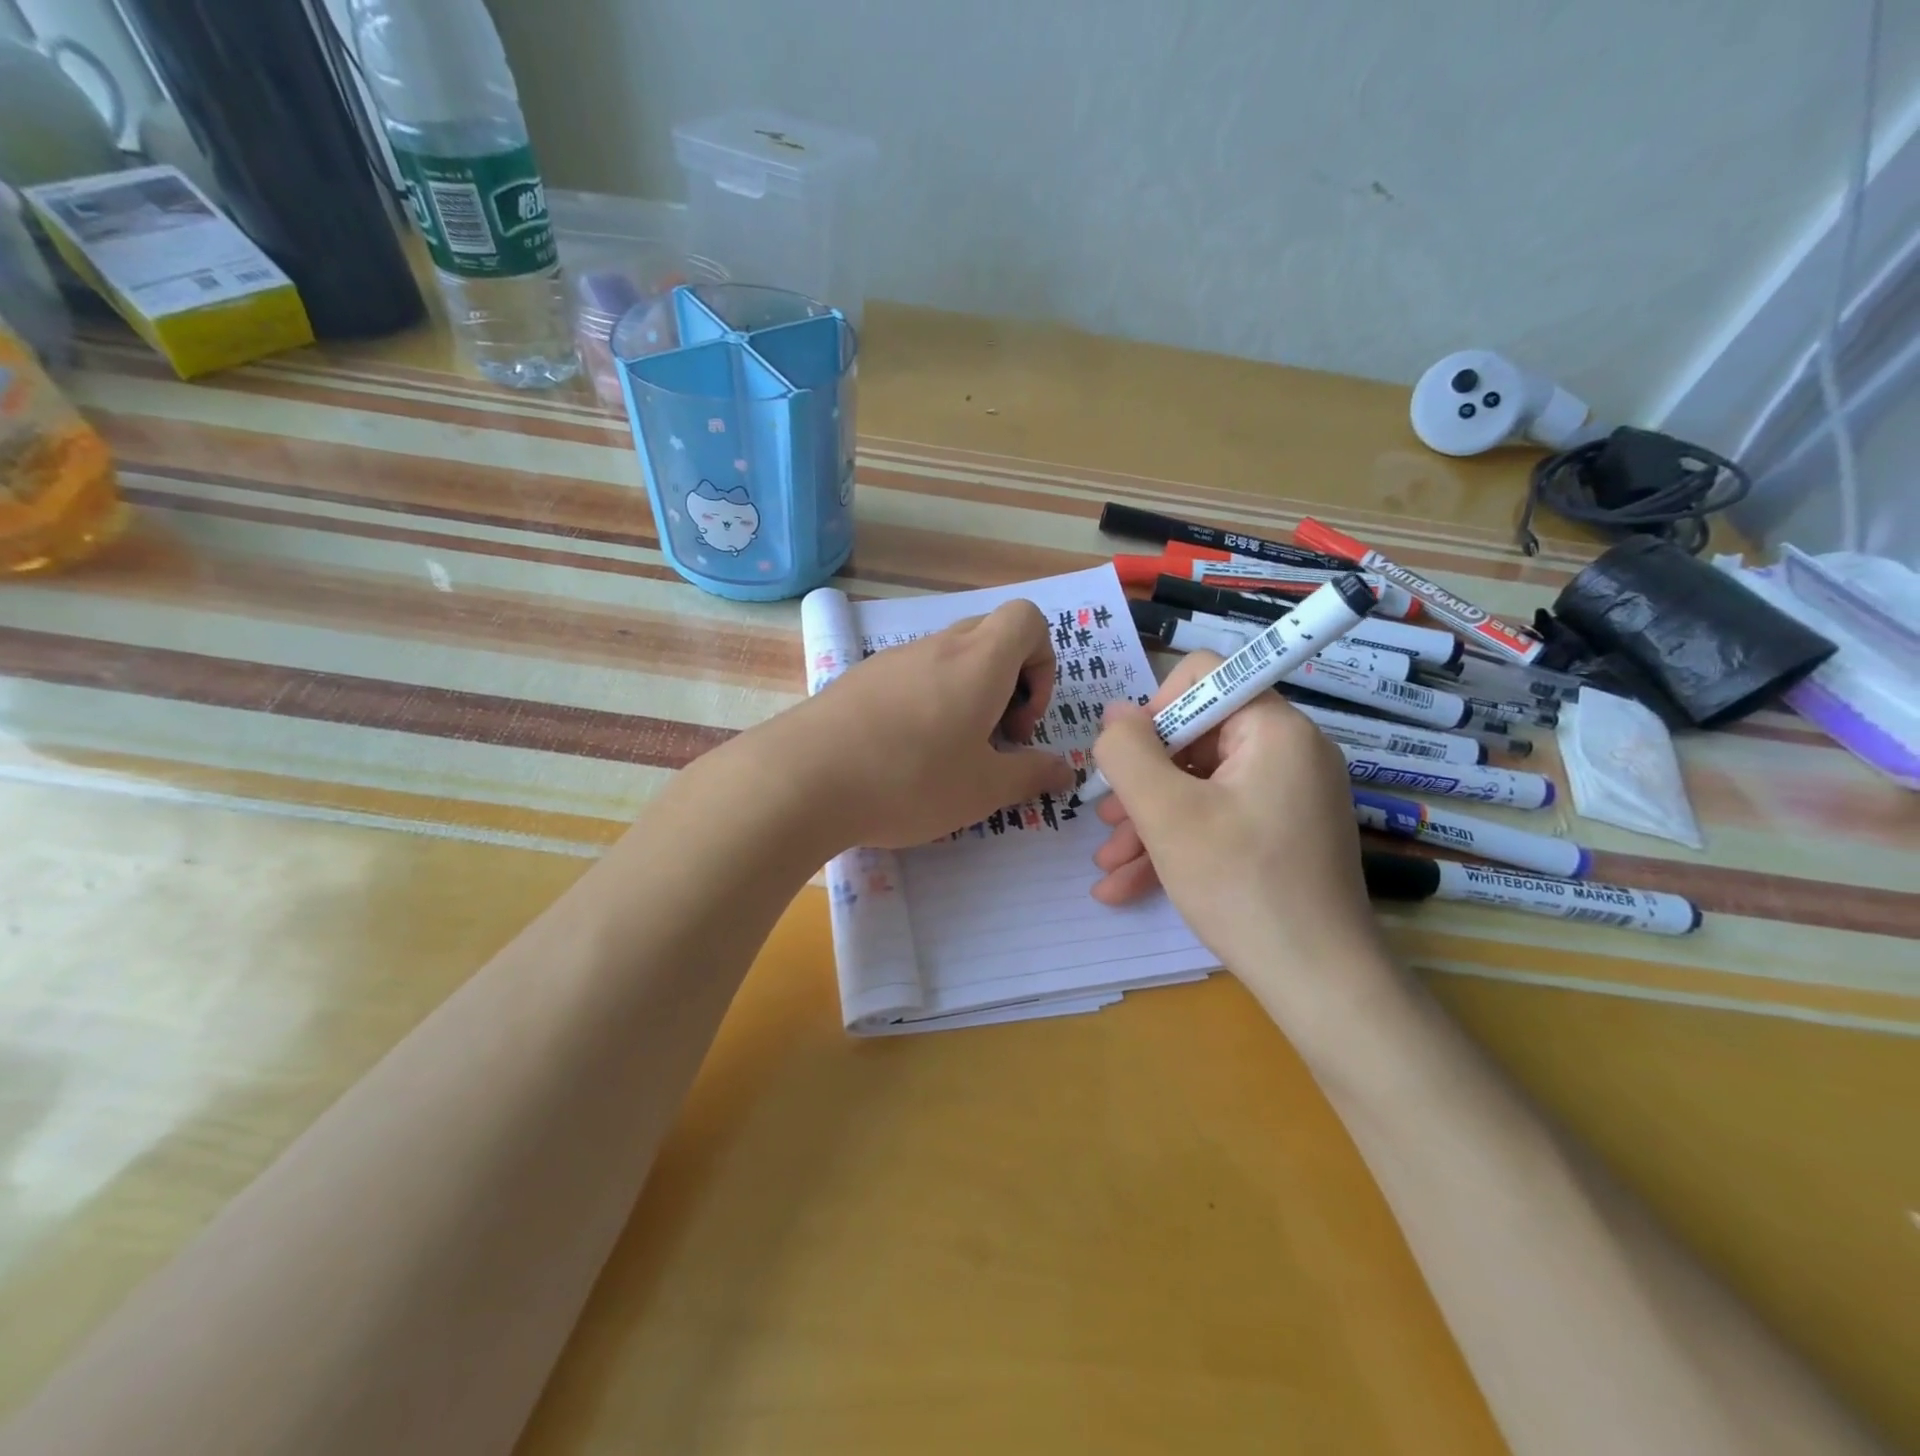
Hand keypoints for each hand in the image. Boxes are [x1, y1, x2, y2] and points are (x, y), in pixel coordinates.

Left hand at [779, 600, 1076, 850]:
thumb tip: (1064, 770)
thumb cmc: (910, 780)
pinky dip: (926, 702)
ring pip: (948, 658)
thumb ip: (1031, 775)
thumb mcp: (983, 790)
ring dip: (965, 695)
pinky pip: (911, 675)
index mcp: (979, 662)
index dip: (1042, 662)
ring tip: (948, 754)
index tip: (1022, 720)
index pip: (1028, 619)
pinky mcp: (859, 678)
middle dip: (1008, 682)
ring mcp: (892, 659)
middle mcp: (938, 647)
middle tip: (993, 738)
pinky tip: (903, 753)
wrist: (802, 778)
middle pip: (990, 636)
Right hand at [1088, 651, 1391, 1020]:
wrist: (1319, 984)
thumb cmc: (1241, 886)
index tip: (1128, 760)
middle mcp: (1289, 752)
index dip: (1155, 709)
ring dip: (1149, 819)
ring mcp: (1289, 796)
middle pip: (1196, 737)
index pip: (1204, 675)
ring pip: (1201, 786)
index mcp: (1274, 729)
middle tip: (1106, 821)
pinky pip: (1220, 819)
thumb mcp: (1167, 814)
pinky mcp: (1284, 834)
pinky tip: (1128, 885)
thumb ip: (1128, 752)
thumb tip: (1114, 714)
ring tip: (1108, 862)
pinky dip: (1178, 843)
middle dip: (1142, 780)